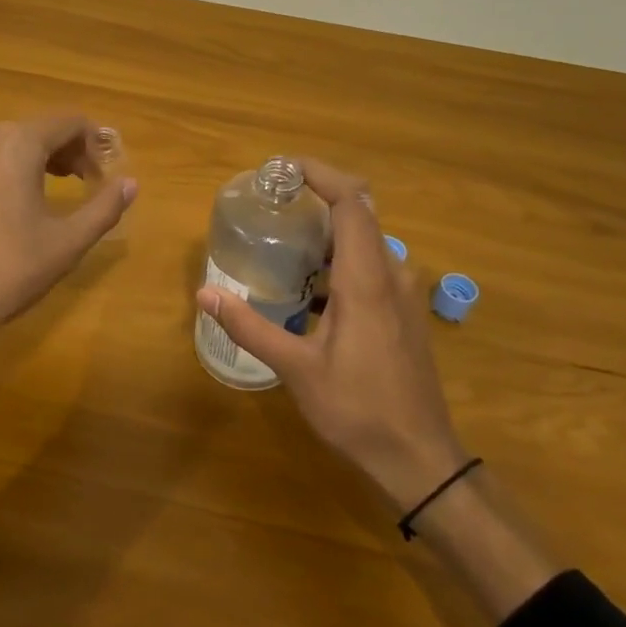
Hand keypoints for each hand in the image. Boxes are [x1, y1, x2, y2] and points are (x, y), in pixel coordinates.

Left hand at [0, 113, 136, 355]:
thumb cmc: (9, 270)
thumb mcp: (67, 242)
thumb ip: (104, 207)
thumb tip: (131, 183)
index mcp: (18, 143)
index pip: (68, 122)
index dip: (94, 143)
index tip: (101, 177)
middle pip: (32, 130)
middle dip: (62, 153)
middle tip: (79, 186)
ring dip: (27, 162)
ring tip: (39, 196)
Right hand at [194, 159, 466, 511]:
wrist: (420, 458)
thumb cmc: (358, 410)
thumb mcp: (296, 369)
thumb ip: (250, 327)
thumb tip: (205, 295)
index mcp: (366, 280)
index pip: (351, 203)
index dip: (321, 175)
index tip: (283, 169)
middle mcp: (391, 275)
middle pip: (360, 213)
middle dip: (319, 196)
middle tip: (274, 200)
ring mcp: (403, 294)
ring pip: (366, 241)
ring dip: (329, 230)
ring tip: (285, 236)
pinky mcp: (404, 313)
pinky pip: (372, 265)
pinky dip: (340, 257)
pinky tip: (310, 285)